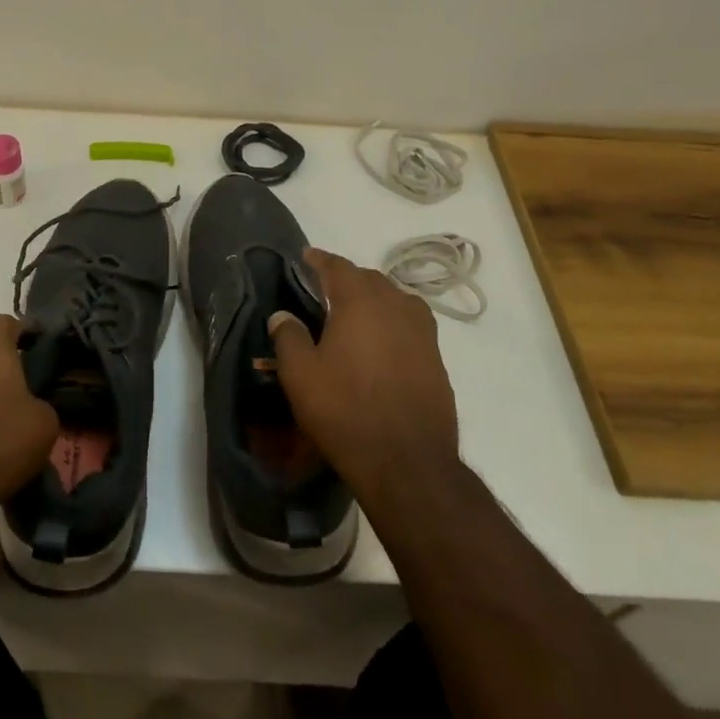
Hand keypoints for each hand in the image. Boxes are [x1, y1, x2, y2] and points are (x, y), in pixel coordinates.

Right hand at [269, 248, 460, 508]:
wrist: (408, 462)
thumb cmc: (345, 410)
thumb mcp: (300, 375)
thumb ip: (288, 337)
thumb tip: (283, 315)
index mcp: (360, 301)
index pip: (338, 267)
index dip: (320, 260)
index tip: (306, 257)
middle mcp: (396, 306)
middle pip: (370, 279)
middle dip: (348, 279)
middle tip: (326, 291)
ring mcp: (422, 333)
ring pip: (396, 300)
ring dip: (375, 300)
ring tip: (356, 315)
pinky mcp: (437, 359)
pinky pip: (411, 326)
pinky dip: (393, 324)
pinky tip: (381, 345)